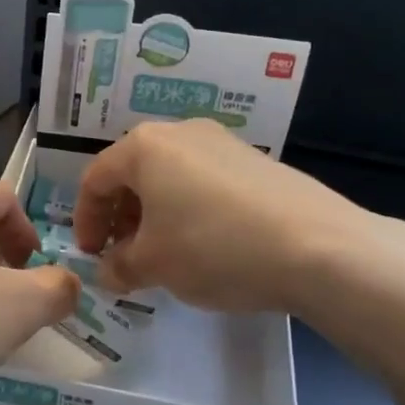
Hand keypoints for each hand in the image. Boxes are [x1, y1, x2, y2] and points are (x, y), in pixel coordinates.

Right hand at [72, 119, 395, 312]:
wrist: (319, 247)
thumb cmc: (214, 248)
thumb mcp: (153, 265)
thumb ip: (118, 267)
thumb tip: (108, 272)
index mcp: (145, 147)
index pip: (96, 179)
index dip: (85, 220)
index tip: (91, 255)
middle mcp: (181, 133)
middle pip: (133, 173)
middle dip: (120, 217)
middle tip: (123, 255)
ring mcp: (223, 143)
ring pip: (170, 177)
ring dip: (154, 215)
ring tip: (163, 253)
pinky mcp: (256, 161)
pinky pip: (203, 182)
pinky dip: (188, 210)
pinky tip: (204, 245)